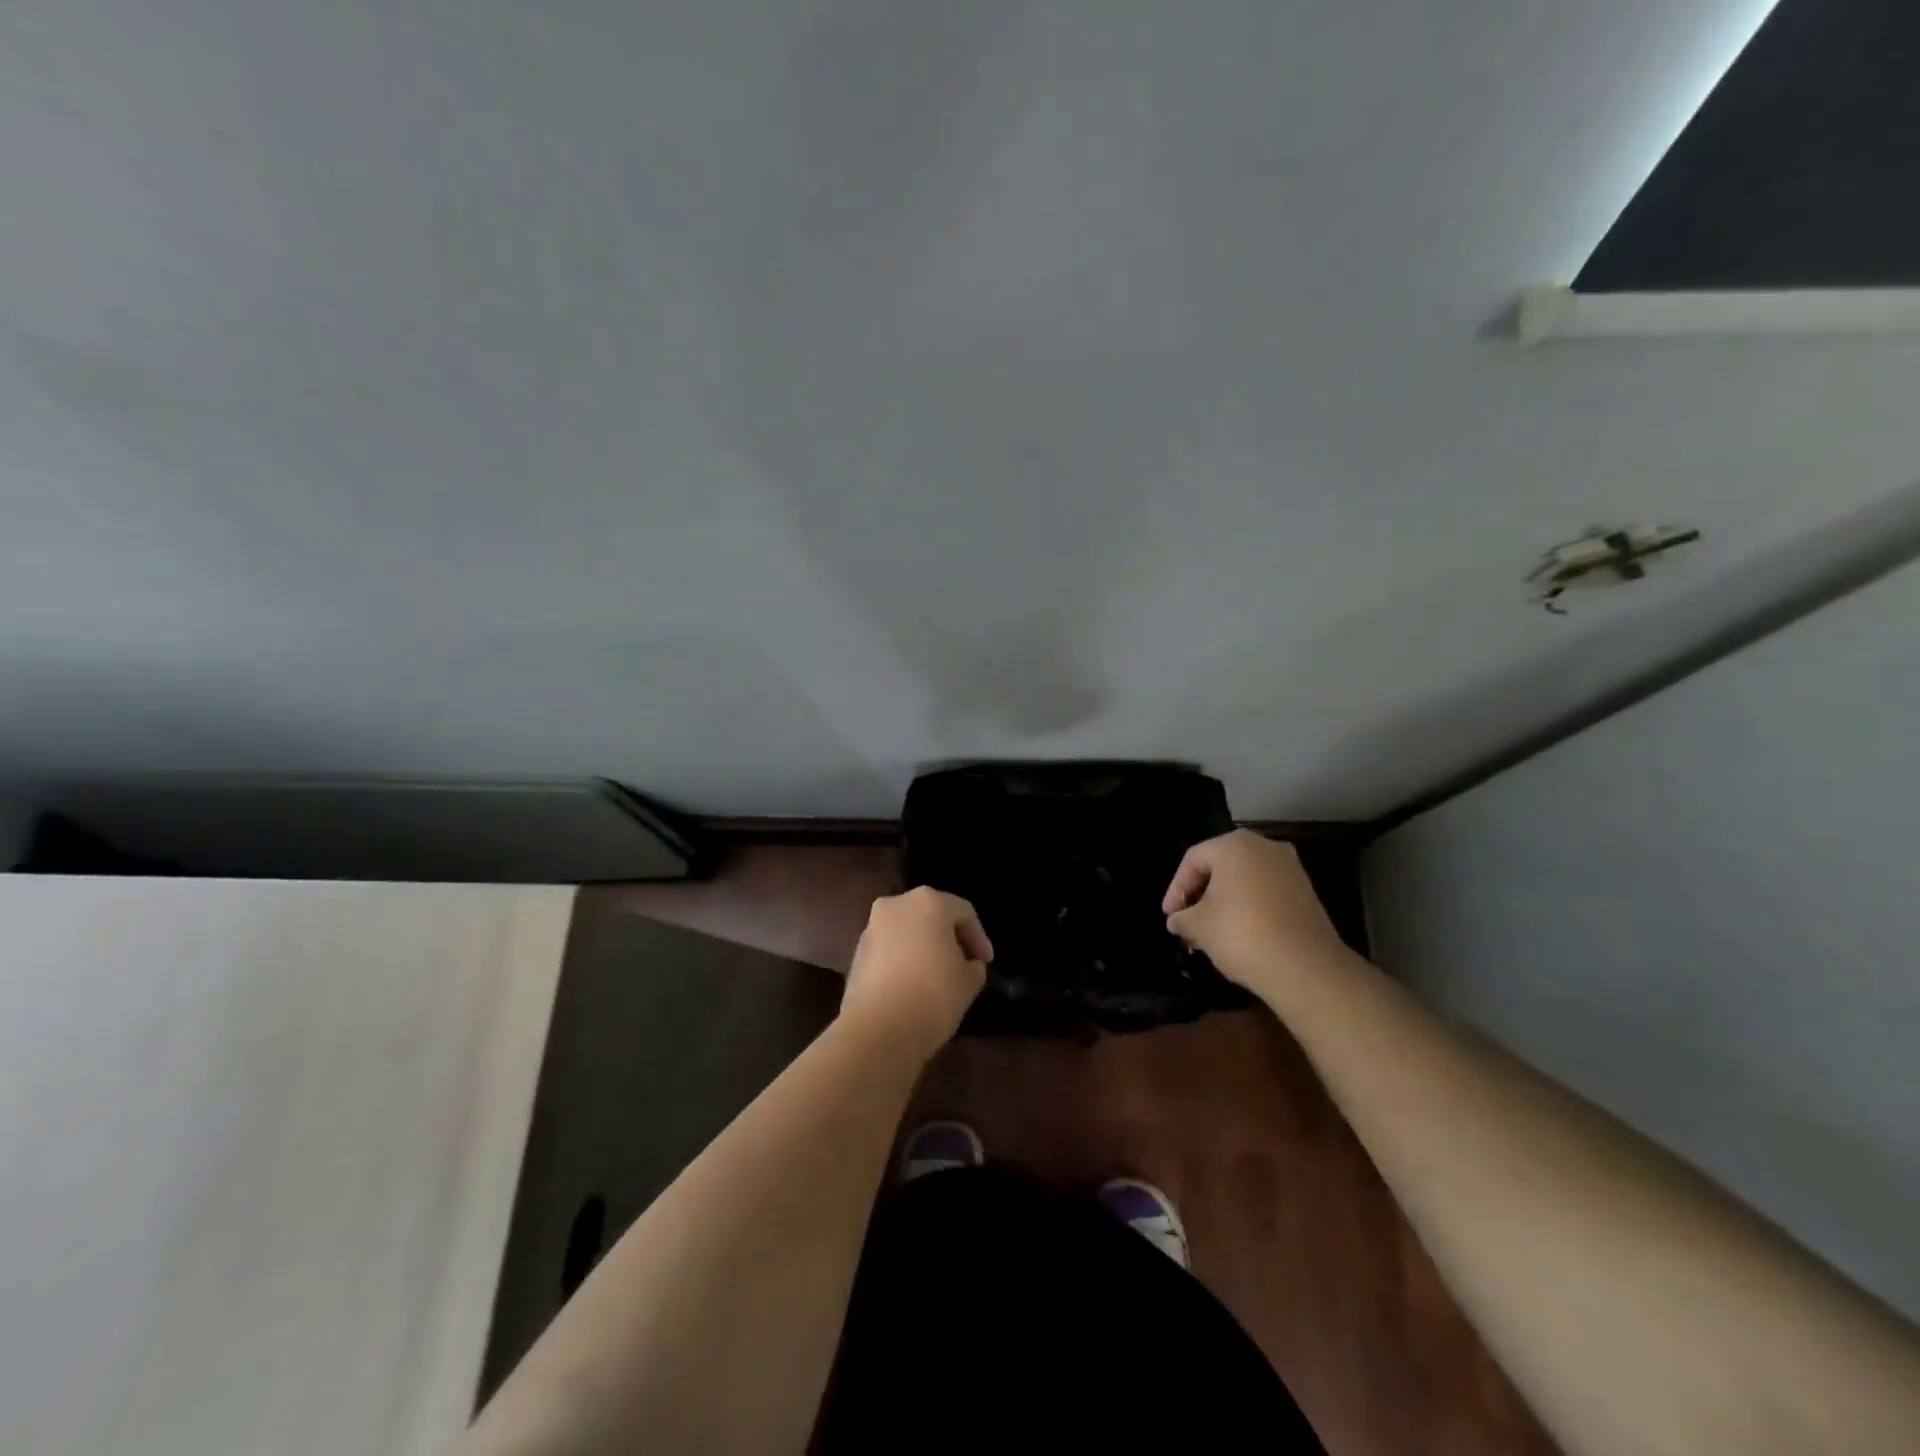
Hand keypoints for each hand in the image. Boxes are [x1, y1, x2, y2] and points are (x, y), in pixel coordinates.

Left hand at [841, 887, 991, 1059]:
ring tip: (936, 976)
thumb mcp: (969, 982)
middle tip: (963, 963)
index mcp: (929, 902)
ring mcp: (872, 927)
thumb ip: (974, 966)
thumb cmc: (933, 995)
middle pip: (931, 915)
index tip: (986, 963)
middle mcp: (897, 904)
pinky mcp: (857, 952)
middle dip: (948, 937)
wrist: (877, 1029)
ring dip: (923, 947)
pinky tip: (912, 985)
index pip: (964, 912)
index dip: (979, 938)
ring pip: (907, 931)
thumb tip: (968, 964)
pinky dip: (903, 960)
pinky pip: (889, 949)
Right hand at [1162, 830, 1349, 996]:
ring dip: (1225, 900)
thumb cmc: (1242, 935)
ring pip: (1245, 879)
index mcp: (1234, 845)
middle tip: (1188, 919)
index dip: (1176, 888)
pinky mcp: (1307, 892)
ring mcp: (1290, 868)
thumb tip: (1177, 920)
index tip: (1170, 916)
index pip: (1193, 859)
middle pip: (1221, 865)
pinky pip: (1266, 892)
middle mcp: (1265, 846)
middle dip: (1201, 893)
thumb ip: (1182, 918)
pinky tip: (1241, 933)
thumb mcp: (1198, 926)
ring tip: (1212, 929)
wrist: (1306, 968)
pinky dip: (1250, 907)